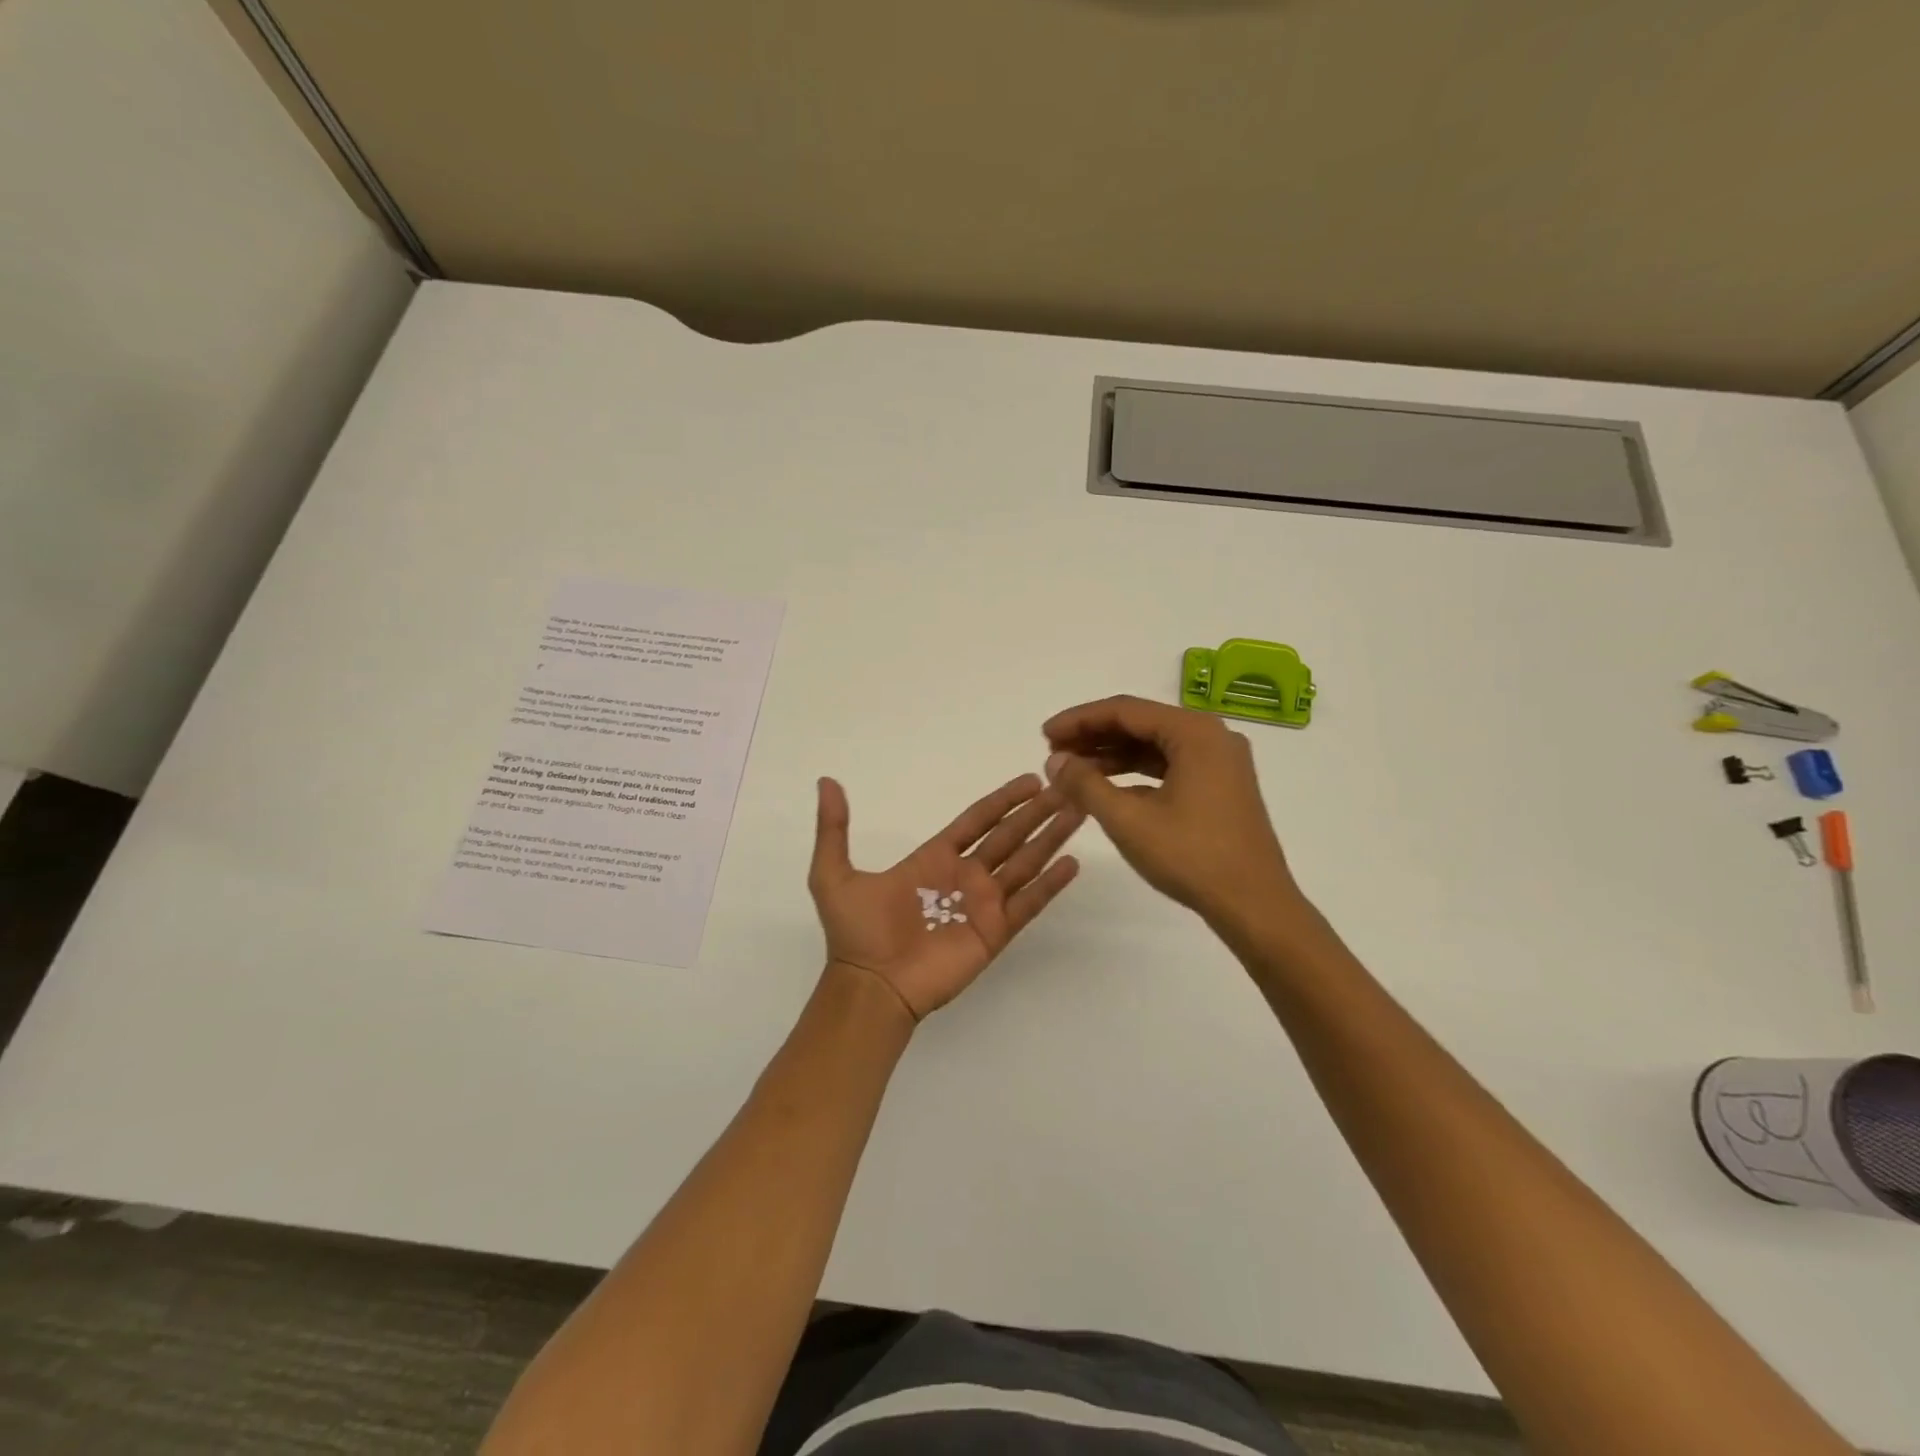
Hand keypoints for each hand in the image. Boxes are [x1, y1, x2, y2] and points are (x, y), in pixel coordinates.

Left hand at [808, 773, 1083, 1021]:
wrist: (869, 986)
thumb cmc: (855, 932)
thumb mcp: (833, 873)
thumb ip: (834, 828)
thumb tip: (826, 782)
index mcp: (934, 857)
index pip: (977, 820)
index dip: (1003, 800)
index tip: (1030, 780)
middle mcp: (964, 876)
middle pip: (1009, 836)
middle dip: (1037, 812)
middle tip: (1067, 788)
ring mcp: (982, 904)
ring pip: (1025, 862)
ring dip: (1051, 838)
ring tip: (1078, 813)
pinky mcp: (994, 932)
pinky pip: (1028, 903)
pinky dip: (1050, 884)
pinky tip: (1071, 863)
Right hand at [1041, 695, 1299, 930]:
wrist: (1254, 905)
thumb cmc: (1191, 857)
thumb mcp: (1128, 820)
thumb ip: (1085, 784)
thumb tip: (1055, 761)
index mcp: (1194, 733)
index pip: (1125, 710)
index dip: (1079, 720)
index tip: (1044, 734)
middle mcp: (1211, 736)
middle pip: (1140, 723)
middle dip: (1094, 736)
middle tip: (1053, 751)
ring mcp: (1219, 762)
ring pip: (1154, 746)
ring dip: (1112, 755)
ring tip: (1072, 770)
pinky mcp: (1220, 786)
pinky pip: (1169, 766)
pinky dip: (1136, 773)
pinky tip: (1106, 788)